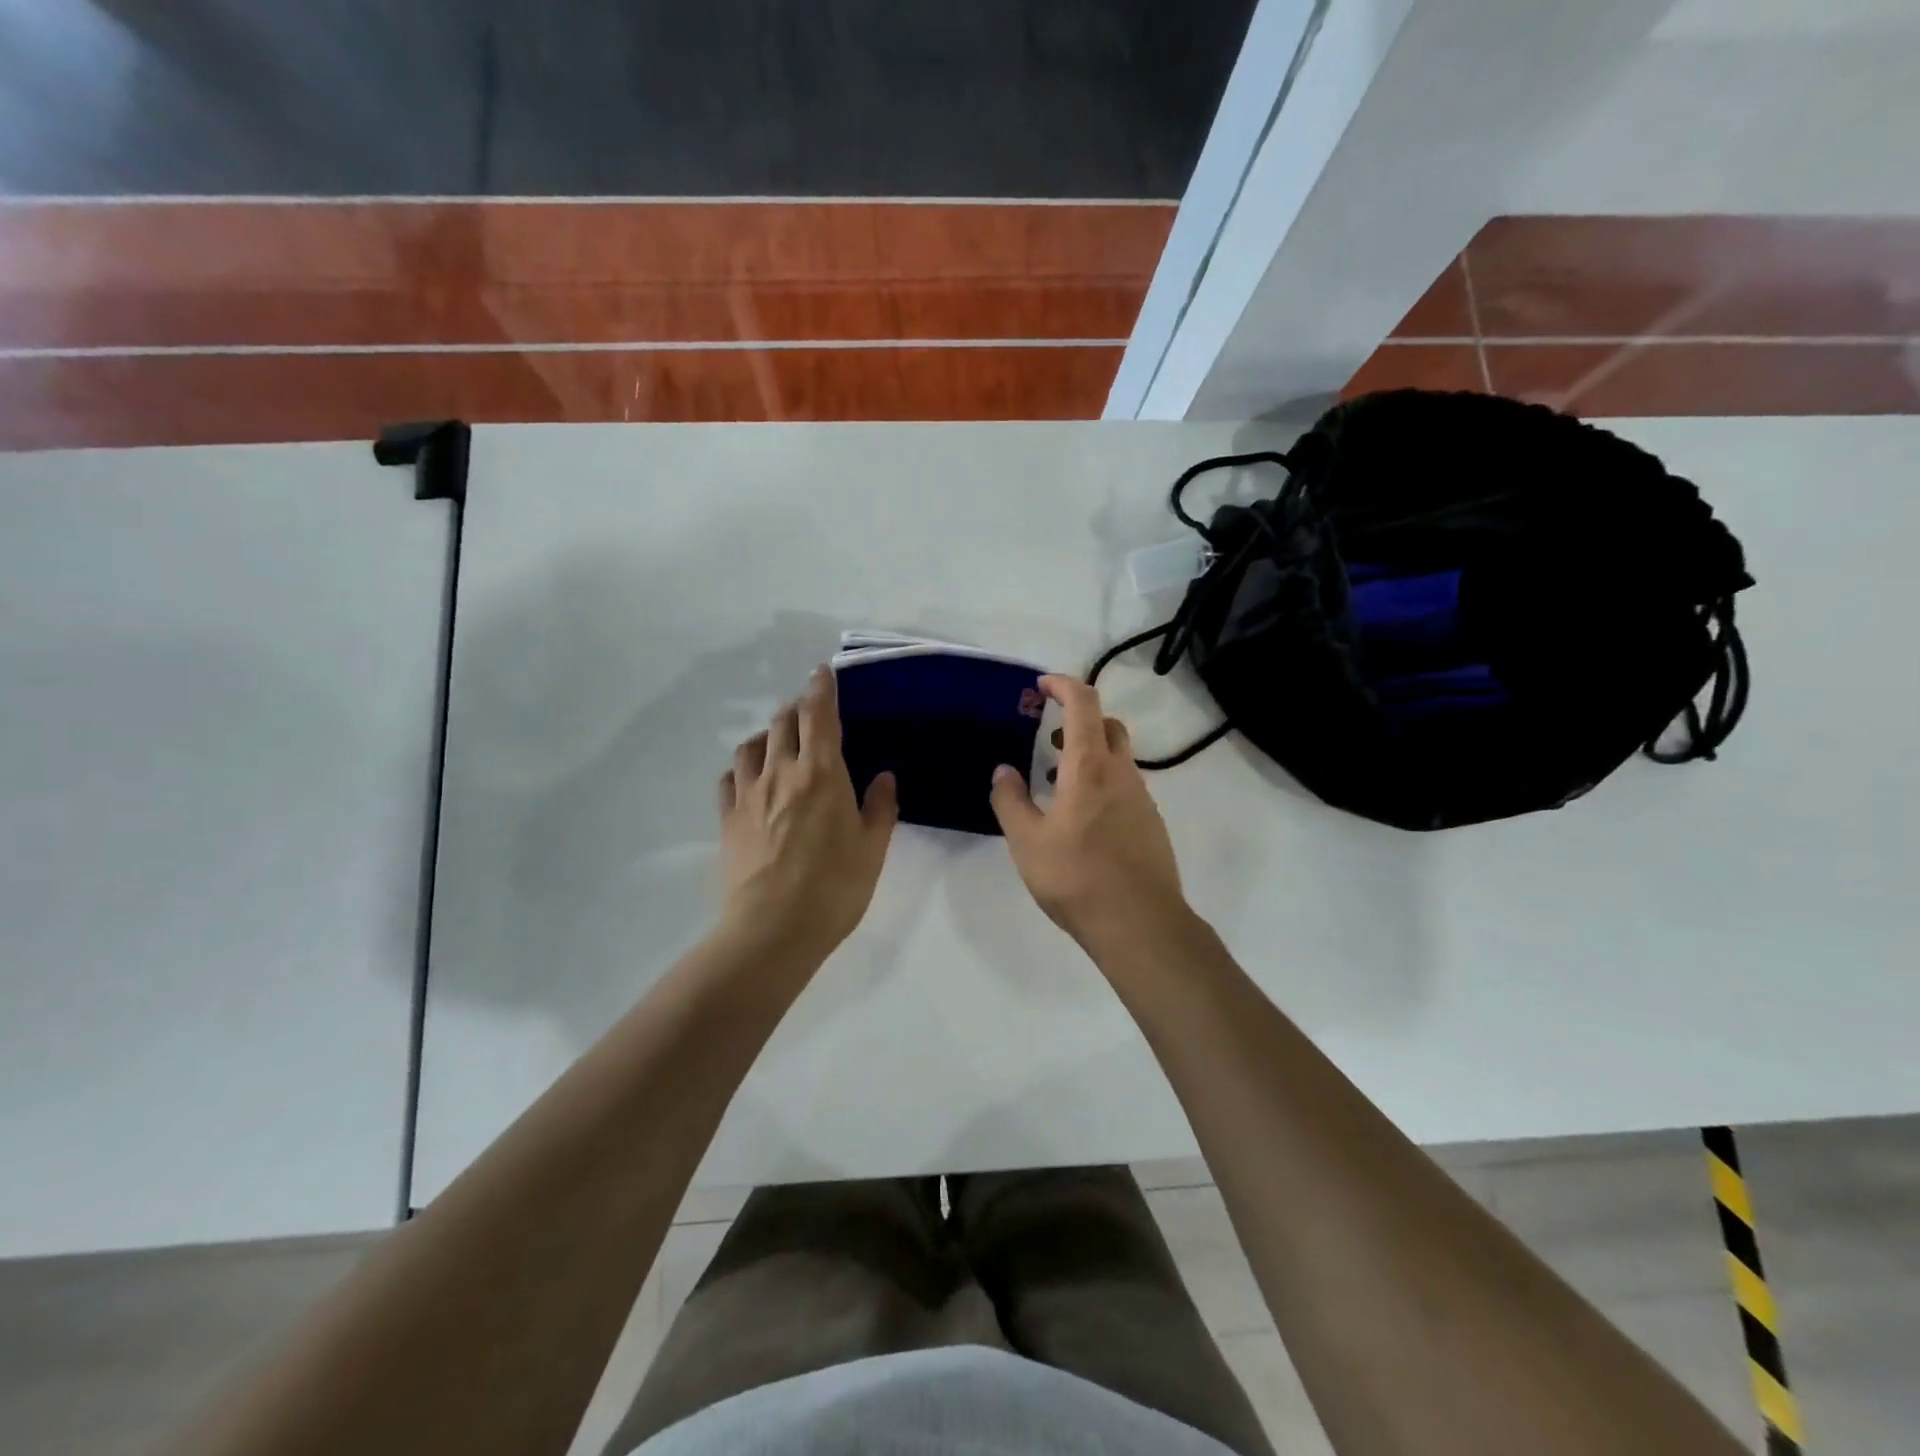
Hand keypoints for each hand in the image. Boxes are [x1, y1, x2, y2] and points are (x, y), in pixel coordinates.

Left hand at [718, 667, 898, 957]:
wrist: (773, 929)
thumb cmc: (834, 888)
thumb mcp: (872, 849)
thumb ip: (880, 807)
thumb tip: (884, 777)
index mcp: (822, 772)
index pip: (819, 714)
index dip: (821, 688)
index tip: (822, 672)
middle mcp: (781, 772)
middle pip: (783, 721)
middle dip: (797, 708)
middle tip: (809, 712)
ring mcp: (749, 794)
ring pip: (752, 744)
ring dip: (767, 733)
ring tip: (778, 740)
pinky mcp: (727, 818)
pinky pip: (730, 777)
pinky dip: (743, 766)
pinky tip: (751, 776)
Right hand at [989, 675, 1189, 951]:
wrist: (1139, 923)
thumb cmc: (1077, 877)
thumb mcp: (1027, 842)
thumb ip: (1010, 801)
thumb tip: (1003, 771)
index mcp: (1090, 767)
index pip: (1084, 704)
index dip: (1063, 685)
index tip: (1041, 685)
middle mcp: (1122, 773)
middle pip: (1108, 725)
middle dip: (1079, 719)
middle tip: (1049, 736)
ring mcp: (1141, 798)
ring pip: (1118, 757)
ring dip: (1089, 754)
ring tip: (1056, 781)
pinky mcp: (1150, 823)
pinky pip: (1124, 785)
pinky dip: (1102, 782)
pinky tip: (1081, 818)